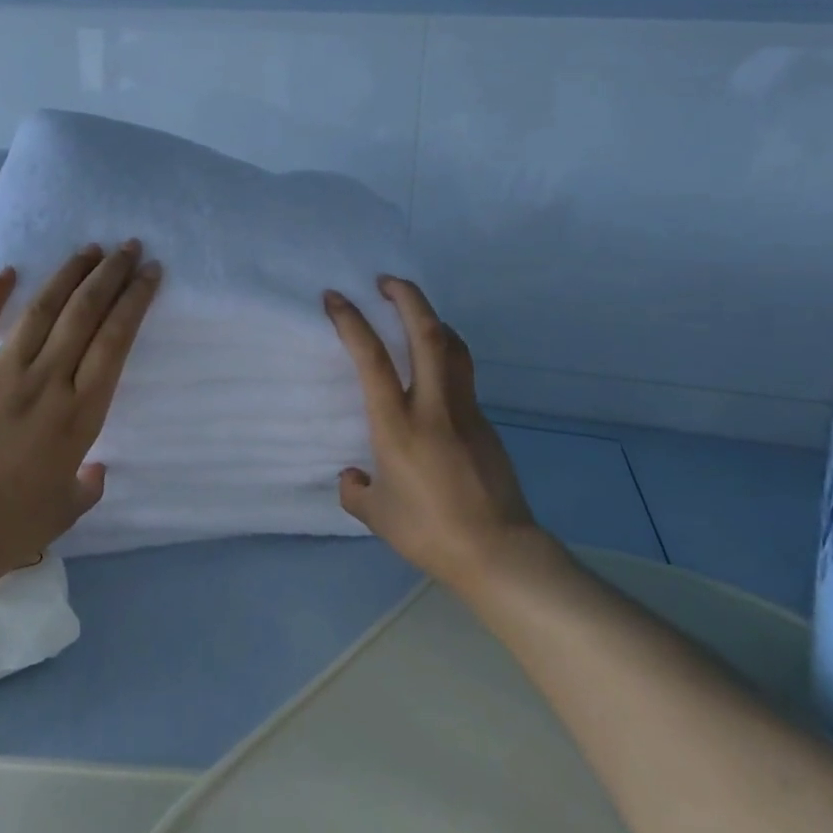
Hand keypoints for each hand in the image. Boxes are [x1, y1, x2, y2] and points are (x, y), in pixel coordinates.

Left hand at [0, 241, 160, 595]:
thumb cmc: (11, 528)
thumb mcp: (67, 509)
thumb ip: (89, 484)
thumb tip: (96, 468)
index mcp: (80, 415)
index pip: (115, 342)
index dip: (135, 302)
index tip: (150, 274)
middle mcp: (46, 383)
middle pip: (84, 315)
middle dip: (111, 275)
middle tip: (129, 247)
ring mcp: (1, 375)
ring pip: (41, 311)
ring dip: (68, 275)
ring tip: (89, 249)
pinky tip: (9, 270)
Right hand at [325, 276, 538, 593]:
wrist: (497, 551)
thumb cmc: (429, 532)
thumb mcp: (377, 516)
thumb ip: (356, 490)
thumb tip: (353, 475)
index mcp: (397, 425)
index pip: (372, 358)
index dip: (352, 321)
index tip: (336, 298)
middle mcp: (432, 407)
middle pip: (427, 333)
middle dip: (407, 297)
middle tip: (387, 280)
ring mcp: (465, 411)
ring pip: (454, 348)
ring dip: (433, 320)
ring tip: (414, 313)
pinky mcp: (486, 423)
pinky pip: (463, 377)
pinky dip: (446, 358)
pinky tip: (433, 375)